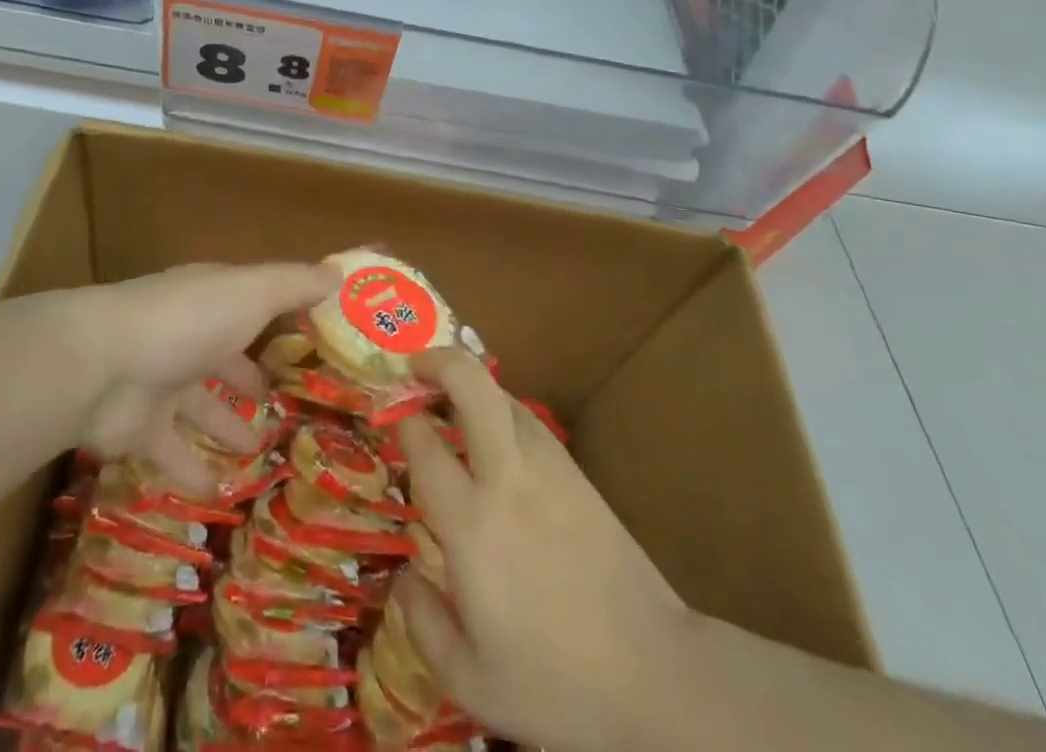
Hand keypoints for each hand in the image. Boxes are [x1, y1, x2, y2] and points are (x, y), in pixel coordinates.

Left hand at [72, 261, 338, 491]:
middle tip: (288, 404)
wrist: (104, 366)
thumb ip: (296, 285)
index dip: (280, 317)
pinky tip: (219, 491)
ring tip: (261, 450)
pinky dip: (193, 470)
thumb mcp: (252, 293)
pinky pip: (173, 453)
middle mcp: (188, 335)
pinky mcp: (141, 429)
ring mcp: (162, 382)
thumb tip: (341, 274)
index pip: (252, 303)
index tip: (314, 339)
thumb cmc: (189, 320)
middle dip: (250, 377)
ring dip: (227, 425)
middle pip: (225, 357)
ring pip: (201, 406)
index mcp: (213, 300)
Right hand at [395, 349, 693, 751]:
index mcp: (471, 523)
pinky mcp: (577, 474)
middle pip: (471, 385)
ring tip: (449, 396)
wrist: (659, 676)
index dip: (400, 417)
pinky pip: (528, 420)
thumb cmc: (559, 684)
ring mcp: (548, 467)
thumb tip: (402, 577)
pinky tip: (494, 433)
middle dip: (437, 361)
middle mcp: (506, 477)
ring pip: (502, 395)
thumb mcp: (472, 682)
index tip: (386, 413)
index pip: (424, 443)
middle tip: (412, 368)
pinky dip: (501, 409)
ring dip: (471, 384)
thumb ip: (423, 624)